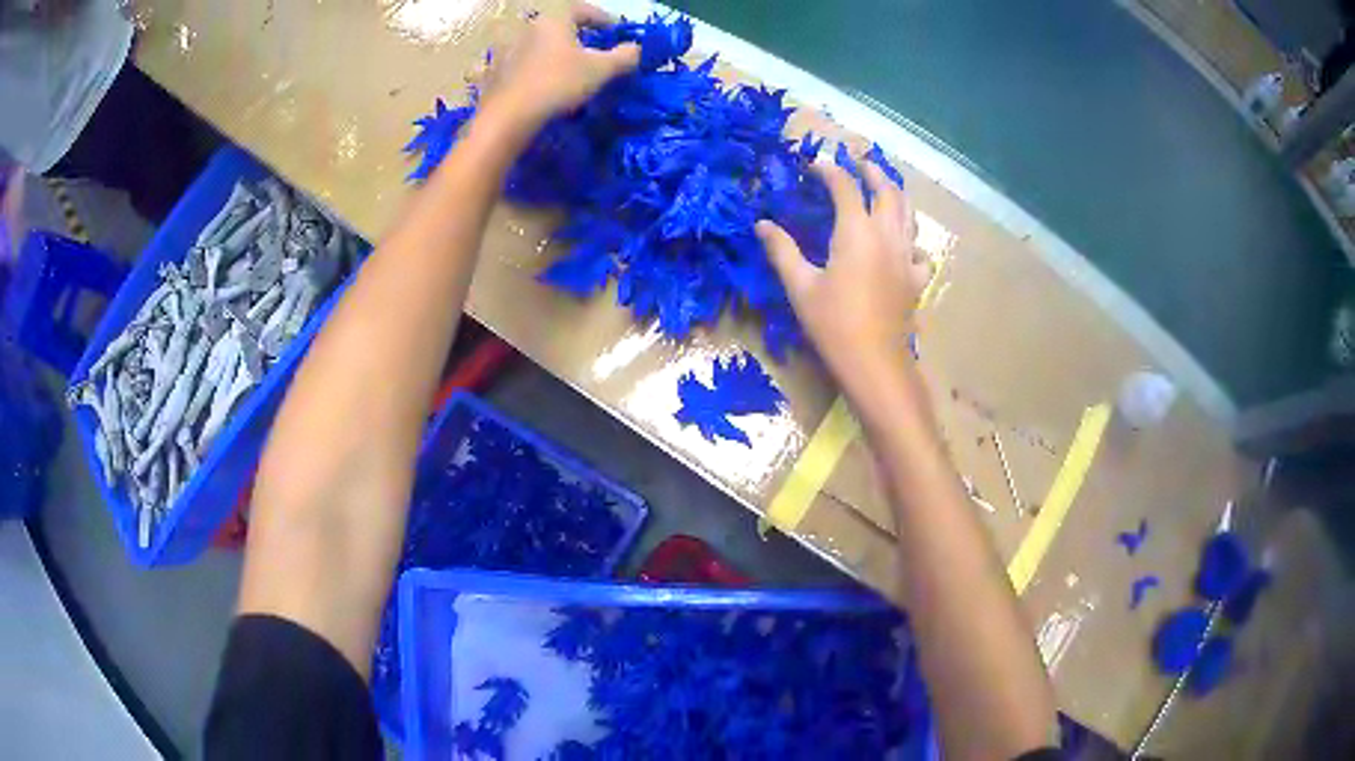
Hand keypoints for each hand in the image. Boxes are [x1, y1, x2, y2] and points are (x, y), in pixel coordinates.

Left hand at [482, 3, 639, 129]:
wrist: (508, 117)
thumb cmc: (558, 84)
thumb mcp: (600, 70)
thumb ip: (624, 57)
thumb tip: (637, 48)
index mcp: (554, 19)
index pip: (583, 10)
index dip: (604, 20)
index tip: (616, 32)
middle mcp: (529, 28)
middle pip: (559, 28)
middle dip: (578, 38)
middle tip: (594, 53)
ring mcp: (508, 50)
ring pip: (539, 47)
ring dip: (555, 55)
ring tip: (569, 73)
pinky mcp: (496, 73)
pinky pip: (521, 65)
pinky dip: (535, 71)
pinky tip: (542, 86)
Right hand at [757, 160, 930, 394]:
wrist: (873, 361)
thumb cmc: (833, 323)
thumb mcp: (800, 286)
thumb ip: (782, 250)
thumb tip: (762, 224)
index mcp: (856, 231)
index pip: (844, 187)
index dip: (828, 171)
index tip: (813, 166)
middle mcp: (887, 235)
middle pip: (886, 190)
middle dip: (872, 172)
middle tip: (858, 163)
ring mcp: (907, 256)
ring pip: (908, 213)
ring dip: (896, 194)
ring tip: (884, 188)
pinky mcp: (916, 279)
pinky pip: (920, 249)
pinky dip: (912, 238)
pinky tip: (904, 243)